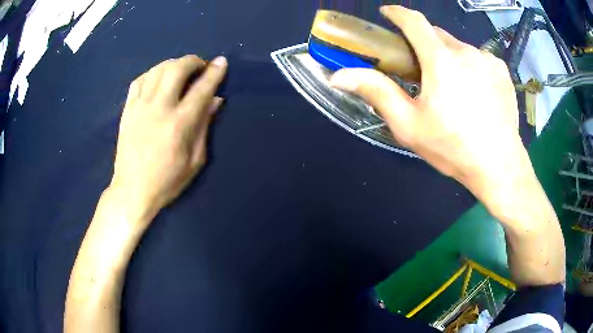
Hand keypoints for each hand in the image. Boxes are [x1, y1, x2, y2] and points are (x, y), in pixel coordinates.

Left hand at [110, 55, 226, 222]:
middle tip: (200, 66)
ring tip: (180, 71)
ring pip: (157, 70)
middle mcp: (158, 109)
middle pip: (177, 69)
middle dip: (193, 61)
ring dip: (173, 64)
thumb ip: (205, 126)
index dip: (214, 72)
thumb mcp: (194, 160)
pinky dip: (152, 74)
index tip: (222, 61)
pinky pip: (139, 80)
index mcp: (179, 125)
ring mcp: (139, 107)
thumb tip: (216, 100)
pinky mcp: (127, 110)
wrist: (132, 191)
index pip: (201, 89)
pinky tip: (157, 80)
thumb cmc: (167, 181)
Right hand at [330, 6, 528, 200]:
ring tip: (452, 88)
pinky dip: (470, 66)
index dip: (397, 13)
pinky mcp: (502, 70)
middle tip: (421, 70)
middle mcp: (466, 51)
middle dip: (424, 44)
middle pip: (436, 35)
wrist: (499, 166)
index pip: (414, 21)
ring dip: (448, 58)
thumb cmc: (453, 148)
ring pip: (458, 47)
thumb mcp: (409, 125)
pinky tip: (475, 93)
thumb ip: (376, 92)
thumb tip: (338, 75)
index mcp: (441, 60)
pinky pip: (479, 58)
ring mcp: (488, 59)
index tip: (387, 14)